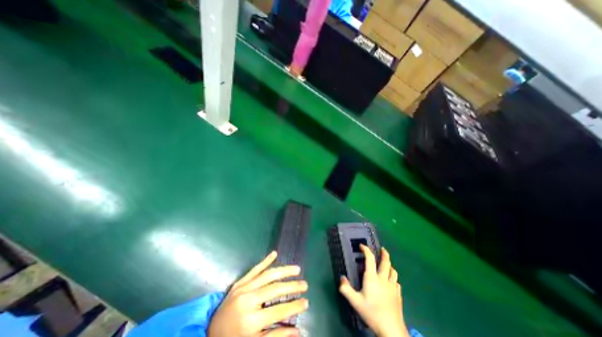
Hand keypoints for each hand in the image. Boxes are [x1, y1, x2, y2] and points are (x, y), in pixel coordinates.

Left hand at [209, 251, 309, 335]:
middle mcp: (248, 301)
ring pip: (267, 275)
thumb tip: (297, 332)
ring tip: (297, 269)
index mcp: (250, 322)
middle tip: (305, 284)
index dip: (294, 306)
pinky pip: (254, 269)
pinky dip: (265, 261)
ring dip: (283, 270)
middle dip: (292, 286)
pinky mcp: (239, 283)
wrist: (207, 333)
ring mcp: (243, 288)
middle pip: (275, 289)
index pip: (279, 310)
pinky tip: (274, 254)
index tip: (306, 302)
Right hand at [337, 244, 408, 336]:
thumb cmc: (372, 312)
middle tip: (382, 249)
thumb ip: (346, 289)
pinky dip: (394, 278)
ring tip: (387, 264)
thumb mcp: (355, 301)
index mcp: (372, 277)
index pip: (370, 259)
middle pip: (386, 262)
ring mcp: (392, 286)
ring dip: (390, 265)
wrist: (391, 329)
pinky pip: (397, 282)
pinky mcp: (398, 294)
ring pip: (393, 271)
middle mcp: (383, 278)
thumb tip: (341, 277)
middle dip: (384, 254)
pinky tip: (392, 282)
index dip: (366, 250)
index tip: (362, 246)